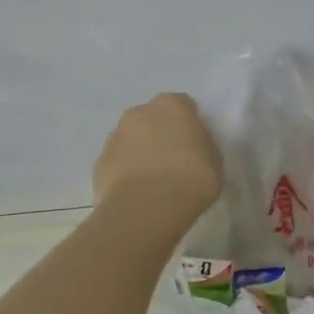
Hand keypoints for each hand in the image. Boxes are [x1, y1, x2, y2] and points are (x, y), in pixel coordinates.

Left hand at [93, 92, 223, 222]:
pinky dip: (126, 173)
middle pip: (153, 119)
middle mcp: (139, 112)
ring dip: (141, 152)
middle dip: (161, 134)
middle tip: (175, 161)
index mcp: (171, 105)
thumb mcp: (214, 161)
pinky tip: (137, 193)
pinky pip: (118, 163)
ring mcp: (115, 136)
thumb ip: (203, 146)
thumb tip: (194, 147)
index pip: (184, 106)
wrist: (147, 208)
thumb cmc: (191, 179)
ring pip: (131, 139)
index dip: (190, 126)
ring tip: (154, 182)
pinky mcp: (99, 162)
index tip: (196, 146)